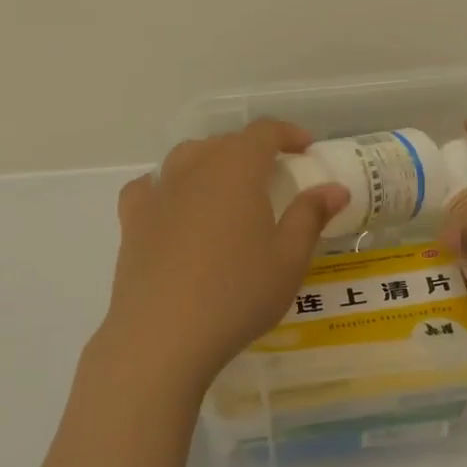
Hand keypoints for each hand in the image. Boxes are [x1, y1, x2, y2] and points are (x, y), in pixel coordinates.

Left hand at [90, 120, 348, 402]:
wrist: (162, 335)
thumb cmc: (237, 294)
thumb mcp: (288, 259)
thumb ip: (310, 216)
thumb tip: (334, 188)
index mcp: (236, 169)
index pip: (263, 131)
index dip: (287, 133)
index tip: (305, 149)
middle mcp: (195, 168)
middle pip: (225, 142)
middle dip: (252, 150)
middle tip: (272, 177)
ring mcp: (159, 192)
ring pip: (187, 158)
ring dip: (211, 162)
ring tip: (226, 189)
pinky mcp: (132, 220)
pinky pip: (150, 187)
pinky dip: (167, 187)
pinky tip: (173, 207)